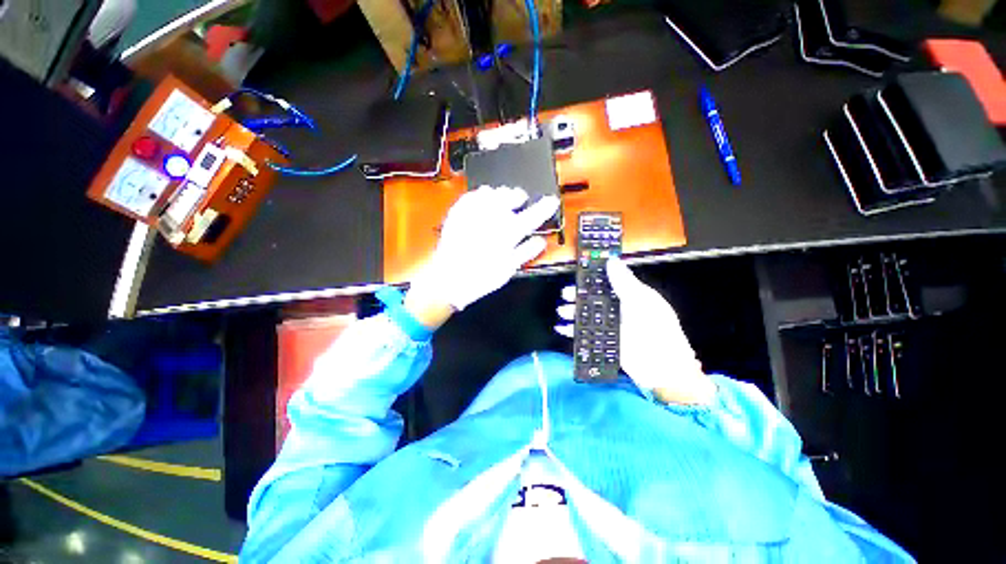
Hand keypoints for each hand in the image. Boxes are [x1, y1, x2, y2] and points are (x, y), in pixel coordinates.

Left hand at [407, 186, 559, 325]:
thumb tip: (540, 241)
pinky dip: (478, 194)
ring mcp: (474, 213)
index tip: (551, 201)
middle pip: (510, 196)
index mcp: (508, 233)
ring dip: (499, 193)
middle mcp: (493, 219)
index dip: (544, 207)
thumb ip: (526, 252)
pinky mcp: (458, 213)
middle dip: (518, 195)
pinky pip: (471, 196)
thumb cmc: (481, 277)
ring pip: (492, 193)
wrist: (448, 278)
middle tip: (520, 197)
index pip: (533, 216)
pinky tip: (480, 196)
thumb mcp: (509, 269)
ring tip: (500, 195)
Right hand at [556, 257, 714, 405]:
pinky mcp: (604, 341)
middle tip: (566, 293)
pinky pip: (585, 333)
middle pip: (594, 298)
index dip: (593, 276)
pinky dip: (573, 331)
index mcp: (630, 295)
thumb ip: (624, 282)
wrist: (662, 369)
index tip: (579, 272)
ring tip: (562, 311)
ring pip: (587, 315)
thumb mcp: (641, 301)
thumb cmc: (656, 330)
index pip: (608, 281)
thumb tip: (611, 260)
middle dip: (578, 295)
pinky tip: (563, 328)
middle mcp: (619, 309)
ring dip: (573, 312)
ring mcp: (611, 326)